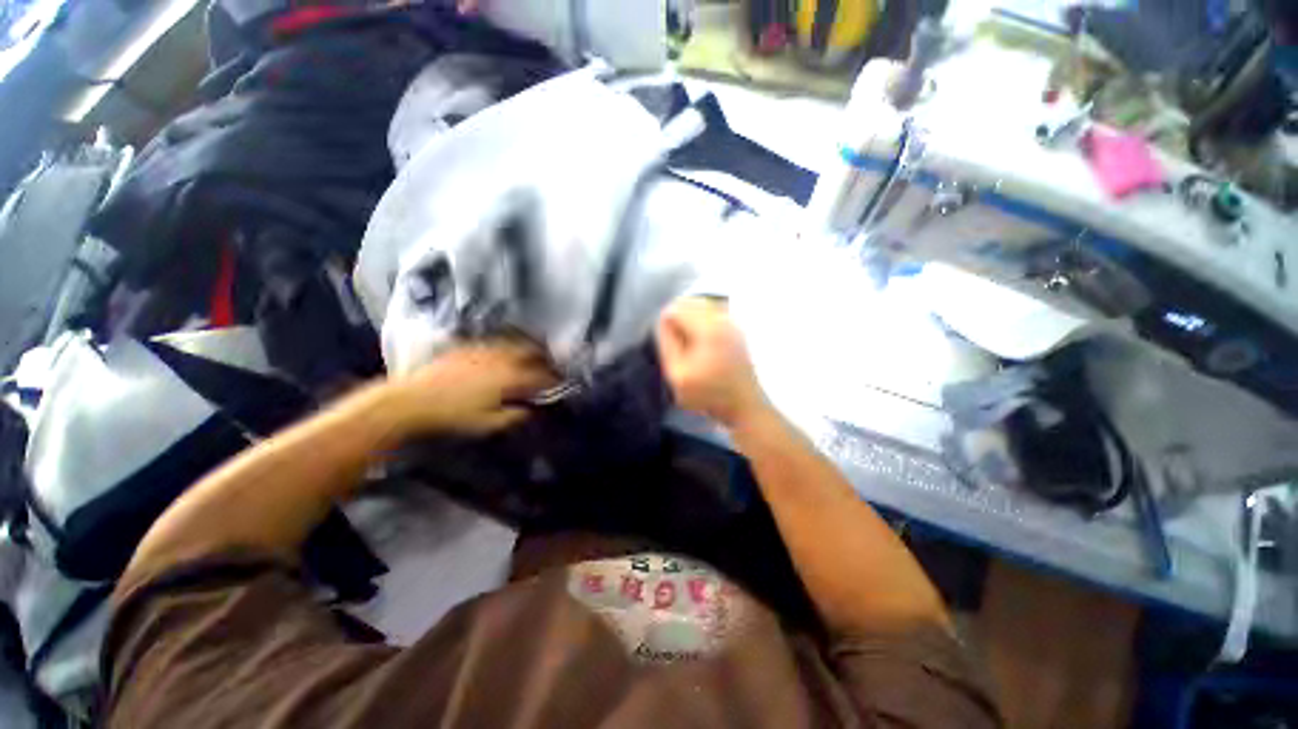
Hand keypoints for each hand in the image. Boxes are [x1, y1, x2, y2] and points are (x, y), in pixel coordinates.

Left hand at [386, 341, 557, 435]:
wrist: (412, 401)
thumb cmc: (453, 417)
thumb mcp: (488, 424)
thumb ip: (515, 416)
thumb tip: (532, 410)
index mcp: (510, 379)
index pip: (540, 376)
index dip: (553, 379)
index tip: (560, 382)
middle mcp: (501, 359)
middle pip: (531, 352)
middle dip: (544, 357)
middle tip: (549, 364)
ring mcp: (483, 350)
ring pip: (514, 344)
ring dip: (527, 349)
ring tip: (532, 355)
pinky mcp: (467, 347)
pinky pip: (494, 342)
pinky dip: (505, 346)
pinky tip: (503, 352)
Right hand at [655, 297, 769, 429]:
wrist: (744, 404)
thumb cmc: (709, 393)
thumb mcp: (677, 374)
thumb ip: (667, 343)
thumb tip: (663, 320)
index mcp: (708, 328)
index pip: (675, 308)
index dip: (666, 325)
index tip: (669, 346)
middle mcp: (722, 318)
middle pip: (689, 302)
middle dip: (678, 319)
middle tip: (678, 346)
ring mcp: (732, 321)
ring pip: (700, 305)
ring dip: (689, 320)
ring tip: (689, 345)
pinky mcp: (737, 327)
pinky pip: (712, 313)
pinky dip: (701, 322)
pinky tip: (702, 343)